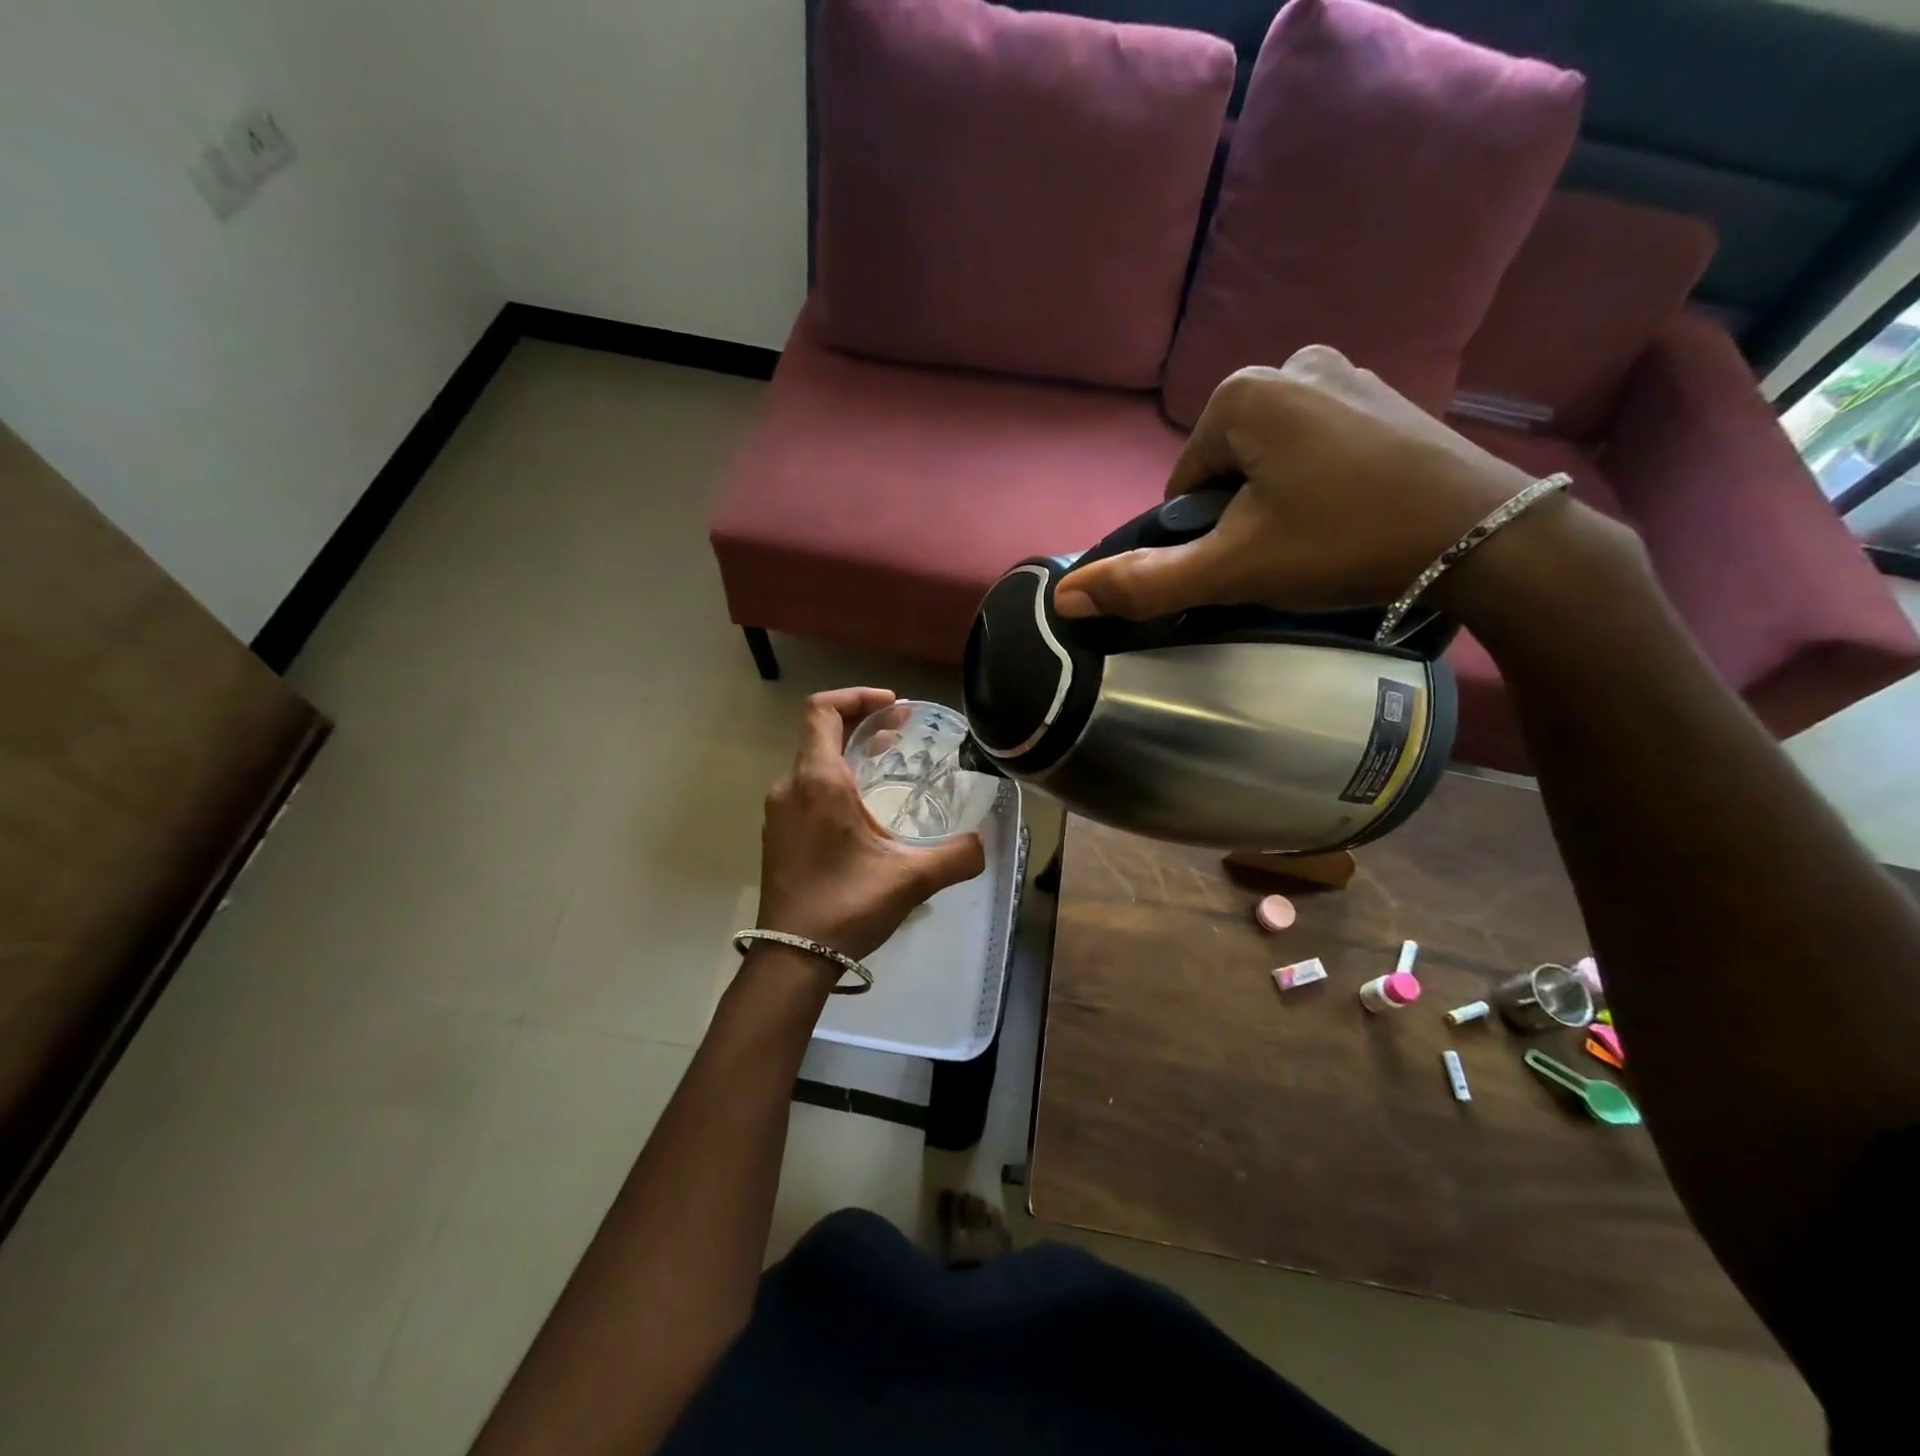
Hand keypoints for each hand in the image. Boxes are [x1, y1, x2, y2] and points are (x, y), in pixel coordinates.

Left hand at [757, 688, 985, 962]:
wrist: (791, 958)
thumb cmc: (847, 906)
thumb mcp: (911, 879)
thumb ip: (956, 856)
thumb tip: (984, 844)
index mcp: (819, 781)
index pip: (822, 710)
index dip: (857, 696)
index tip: (894, 706)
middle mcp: (791, 787)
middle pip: (820, 733)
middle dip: (861, 723)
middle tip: (901, 731)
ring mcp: (779, 812)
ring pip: (813, 763)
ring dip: (849, 754)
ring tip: (887, 764)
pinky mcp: (777, 835)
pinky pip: (806, 789)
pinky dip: (835, 781)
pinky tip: (863, 809)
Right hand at [1053, 346, 1541, 619]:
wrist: (1486, 539)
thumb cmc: (1346, 543)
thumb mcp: (1236, 569)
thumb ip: (1147, 582)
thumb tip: (1064, 598)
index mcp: (1244, 392)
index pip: (1183, 483)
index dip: (1203, 534)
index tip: (1247, 560)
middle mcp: (1292, 364)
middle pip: (1225, 466)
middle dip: (1239, 513)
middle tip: (1285, 552)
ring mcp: (1346, 373)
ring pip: (1270, 456)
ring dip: (1276, 499)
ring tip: (1319, 536)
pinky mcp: (1385, 395)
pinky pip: (1316, 444)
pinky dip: (1316, 480)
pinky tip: (1351, 512)